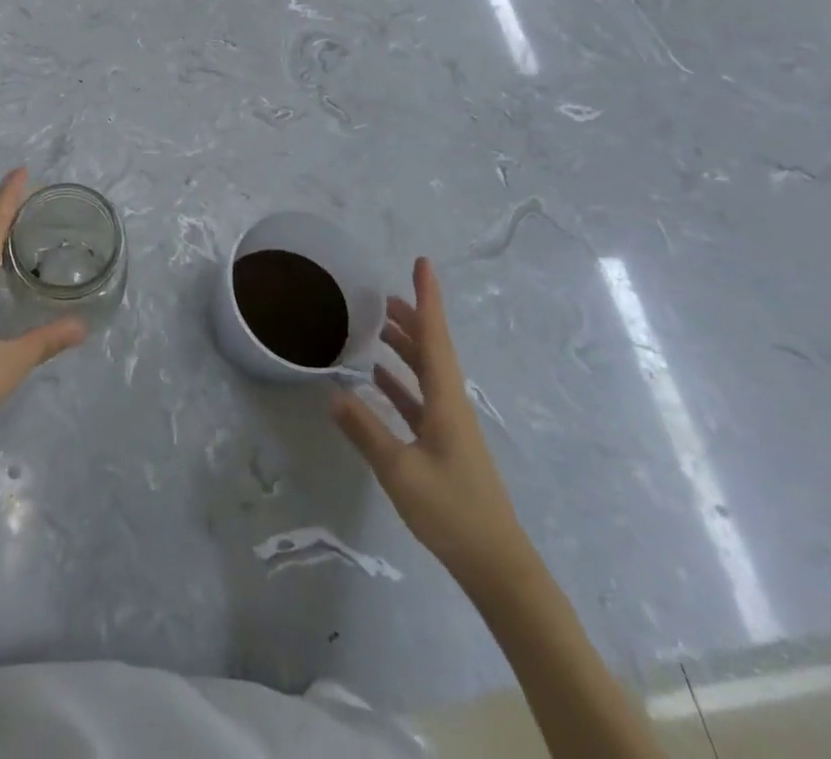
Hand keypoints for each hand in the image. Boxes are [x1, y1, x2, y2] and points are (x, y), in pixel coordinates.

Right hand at [331, 257, 530, 591]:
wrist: (497, 566)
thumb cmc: (451, 510)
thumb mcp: (399, 470)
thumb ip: (365, 430)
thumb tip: (333, 393)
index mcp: (446, 400)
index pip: (435, 337)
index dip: (428, 298)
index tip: (422, 263)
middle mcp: (450, 404)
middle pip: (431, 349)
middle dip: (412, 318)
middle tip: (383, 295)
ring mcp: (449, 426)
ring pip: (426, 373)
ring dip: (405, 348)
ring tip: (378, 327)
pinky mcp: (444, 446)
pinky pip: (420, 399)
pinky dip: (400, 383)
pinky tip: (378, 381)